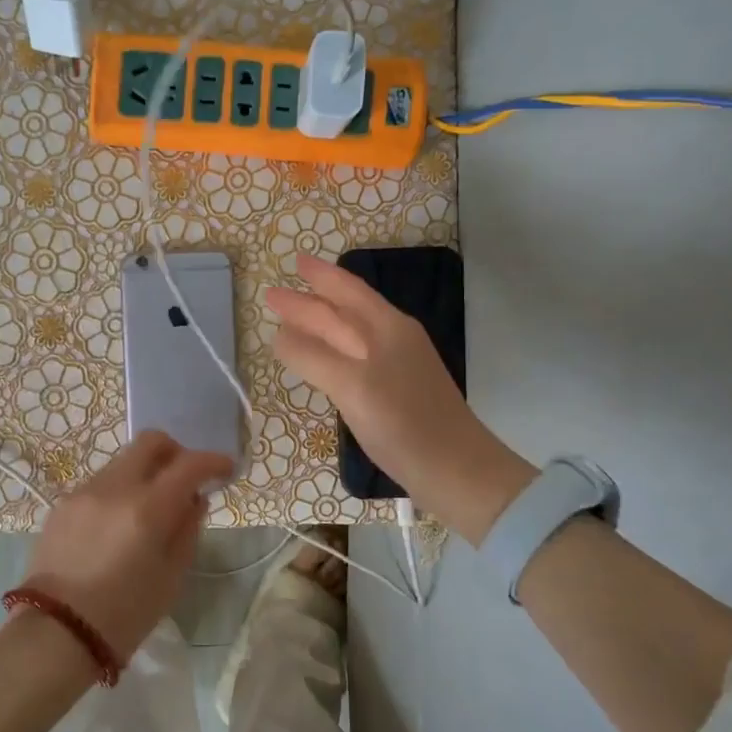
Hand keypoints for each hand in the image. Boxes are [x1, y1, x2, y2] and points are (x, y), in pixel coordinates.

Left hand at [20, 431, 233, 663]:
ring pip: (123, 461)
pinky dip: (119, 492)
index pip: (189, 464)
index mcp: (147, 509)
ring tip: (149, 509)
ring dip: (144, 474)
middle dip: (176, 452)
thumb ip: (187, 529)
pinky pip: (100, 484)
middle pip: (151, 442)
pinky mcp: (62, 504)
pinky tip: (118, 525)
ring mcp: (83, 492)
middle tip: (185, 479)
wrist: (56, 634)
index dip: (213, 461)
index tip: (225, 469)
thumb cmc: (124, 615)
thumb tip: (195, 499)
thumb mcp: (171, 578)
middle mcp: (114, 488)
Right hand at [267, 254, 535, 543]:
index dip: (320, 276)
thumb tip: (280, 335)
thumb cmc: (402, 422)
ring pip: (353, 333)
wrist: (454, 469)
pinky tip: (324, 361)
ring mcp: (398, 365)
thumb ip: (312, 357)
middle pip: (347, 309)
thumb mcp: (350, 386)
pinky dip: (333, 350)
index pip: (346, 291)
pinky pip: (356, 357)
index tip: (294, 262)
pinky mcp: (397, 391)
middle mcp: (394, 338)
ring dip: (322, 324)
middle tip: (277, 295)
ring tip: (294, 322)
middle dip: (313, 299)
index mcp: (387, 328)